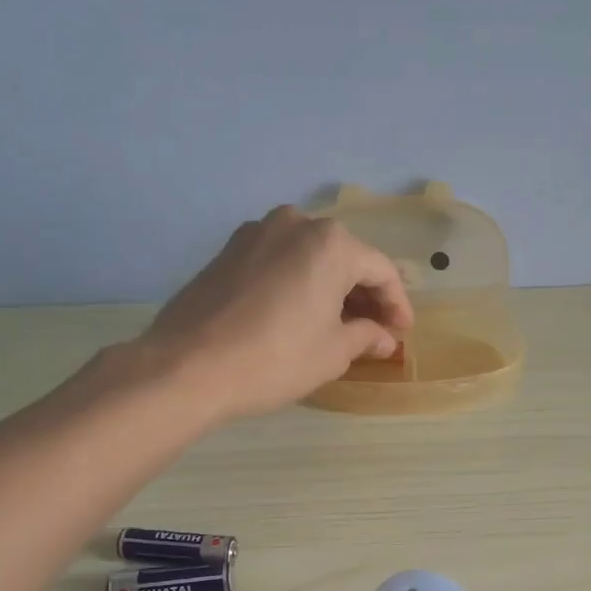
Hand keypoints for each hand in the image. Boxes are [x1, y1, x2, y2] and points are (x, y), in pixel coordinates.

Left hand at [137, 207, 413, 421]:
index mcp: (330, 242)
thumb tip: (383, 338)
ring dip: (330, 287)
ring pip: (309, 257)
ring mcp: (255, 233)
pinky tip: (300, 314)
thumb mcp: (332, 352)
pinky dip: (298, 283)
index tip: (402, 333)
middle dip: (364, 294)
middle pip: (345, 257)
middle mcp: (295, 223)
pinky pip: (279, 262)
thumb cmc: (276, 358)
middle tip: (375, 330)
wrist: (188, 367)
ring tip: (338, 324)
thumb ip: (365, 336)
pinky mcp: (228, 252)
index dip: (397, 304)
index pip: (380, 270)